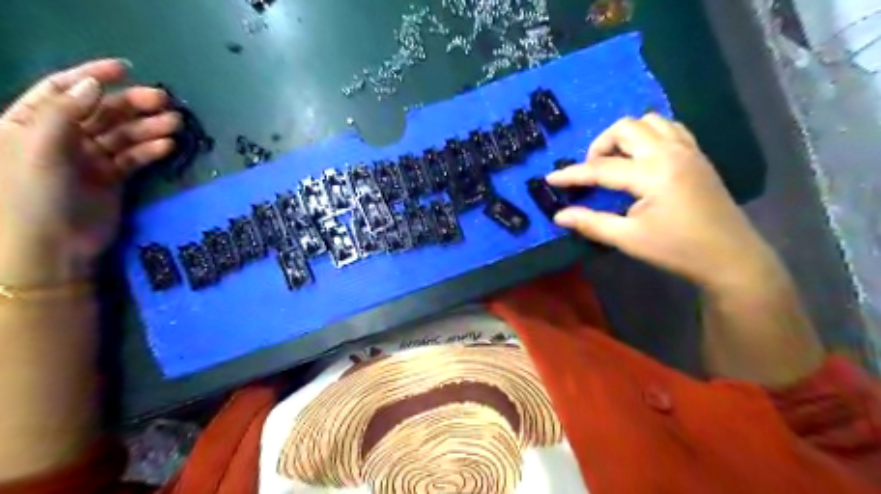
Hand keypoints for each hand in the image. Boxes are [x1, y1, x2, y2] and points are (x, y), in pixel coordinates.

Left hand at [0, 60, 179, 286]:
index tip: (126, 68)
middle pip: (102, 112)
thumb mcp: (40, 148)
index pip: (63, 89)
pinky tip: (169, 146)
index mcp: (32, 123)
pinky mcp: (113, 178)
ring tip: (176, 123)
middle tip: (166, 101)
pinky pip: (135, 158)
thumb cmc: (33, 195)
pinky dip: (151, 150)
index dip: (92, 75)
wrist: (52, 246)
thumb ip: (65, 114)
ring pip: (124, 135)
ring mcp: (90, 158)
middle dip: (133, 104)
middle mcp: (62, 137)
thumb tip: (95, 85)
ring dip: (149, 127)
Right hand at [549, 114, 775, 292]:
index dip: (572, 174)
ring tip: (616, 161)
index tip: (551, 178)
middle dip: (601, 145)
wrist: (730, 257)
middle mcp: (670, 152)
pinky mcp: (697, 155)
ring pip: (649, 121)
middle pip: (626, 128)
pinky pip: (669, 128)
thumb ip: (591, 223)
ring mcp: (687, 150)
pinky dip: (649, 135)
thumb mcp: (629, 239)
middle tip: (592, 170)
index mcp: (653, 174)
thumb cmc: (677, 250)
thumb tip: (559, 216)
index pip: (601, 168)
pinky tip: (642, 158)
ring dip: (626, 136)